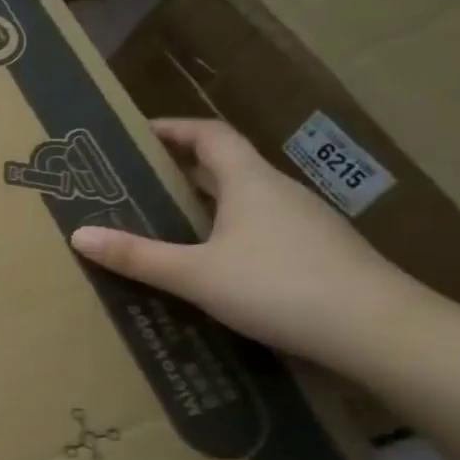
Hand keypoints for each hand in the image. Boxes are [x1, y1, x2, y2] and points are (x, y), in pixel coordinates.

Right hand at [69, 118, 425, 368]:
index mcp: (249, 181)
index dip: (173, 129)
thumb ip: (138, 256)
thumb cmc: (280, 287)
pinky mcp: (318, 253)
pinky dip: (229, 230)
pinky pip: (262, 227)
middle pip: (225, 165)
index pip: (209, 134)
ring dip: (205, 201)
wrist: (380, 331)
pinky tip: (213, 262)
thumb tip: (79, 235)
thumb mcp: (196, 274)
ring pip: (245, 199)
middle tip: (137, 181)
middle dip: (180, 168)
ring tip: (165, 220)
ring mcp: (304, 222)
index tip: (137, 134)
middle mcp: (278, 192)